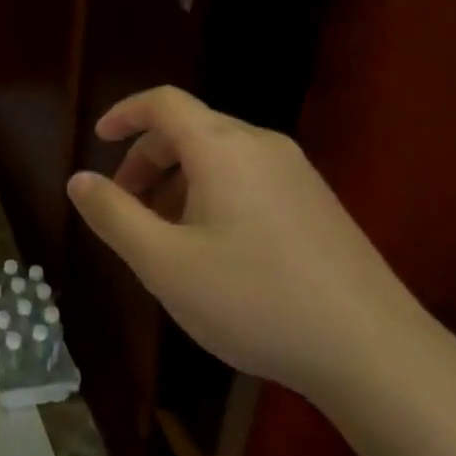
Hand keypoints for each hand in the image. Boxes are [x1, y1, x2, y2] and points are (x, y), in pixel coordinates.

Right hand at [65, 86, 454, 410]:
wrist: (375, 353)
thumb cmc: (254, 299)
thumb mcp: (163, 263)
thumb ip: (113, 215)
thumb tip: (79, 180)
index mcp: (223, 148)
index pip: (164, 103)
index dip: (124, 113)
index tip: (97, 139)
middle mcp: (262, 147)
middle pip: (190, 129)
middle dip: (146, 160)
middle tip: (124, 206)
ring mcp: (298, 174)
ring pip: (220, 156)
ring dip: (178, 181)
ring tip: (164, 235)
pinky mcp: (319, 204)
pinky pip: (249, 178)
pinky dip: (212, 194)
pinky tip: (213, 250)